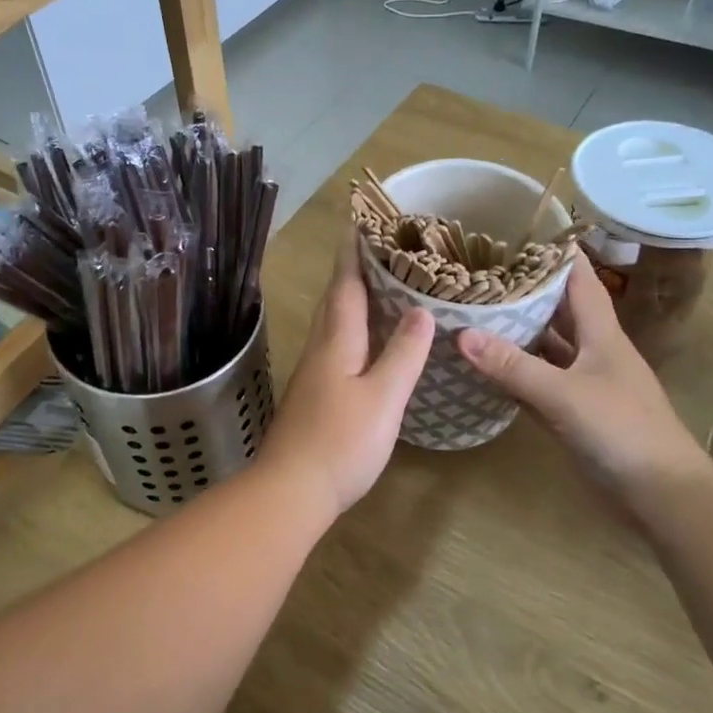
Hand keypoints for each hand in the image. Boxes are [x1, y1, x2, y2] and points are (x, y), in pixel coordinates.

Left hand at [257, 238, 433, 519]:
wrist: (290, 490)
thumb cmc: (341, 442)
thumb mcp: (383, 397)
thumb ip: (403, 354)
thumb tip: (421, 311)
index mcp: (336, 342)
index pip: (345, 287)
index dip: (353, 255)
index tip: (359, 222)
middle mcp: (319, 350)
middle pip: (333, 301)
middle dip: (349, 271)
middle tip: (373, 249)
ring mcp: (311, 374)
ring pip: (330, 324)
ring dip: (347, 299)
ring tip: (373, 286)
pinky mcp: (311, 395)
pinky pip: (332, 345)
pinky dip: (348, 329)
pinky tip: (362, 341)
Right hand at [456, 265, 709, 509]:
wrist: (662, 496)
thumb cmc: (623, 432)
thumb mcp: (565, 395)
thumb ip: (514, 366)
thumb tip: (461, 333)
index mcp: (601, 335)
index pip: (578, 280)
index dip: (554, 254)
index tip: (518, 232)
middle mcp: (592, 352)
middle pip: (557, 311)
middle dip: (524, 290)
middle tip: (479, 273)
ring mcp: (583, 384)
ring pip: (545, 347)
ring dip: (516, 332)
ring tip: (473, 312)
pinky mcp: (574, 414)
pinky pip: (538, 383)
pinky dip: (514, 373)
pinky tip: (485, 366)